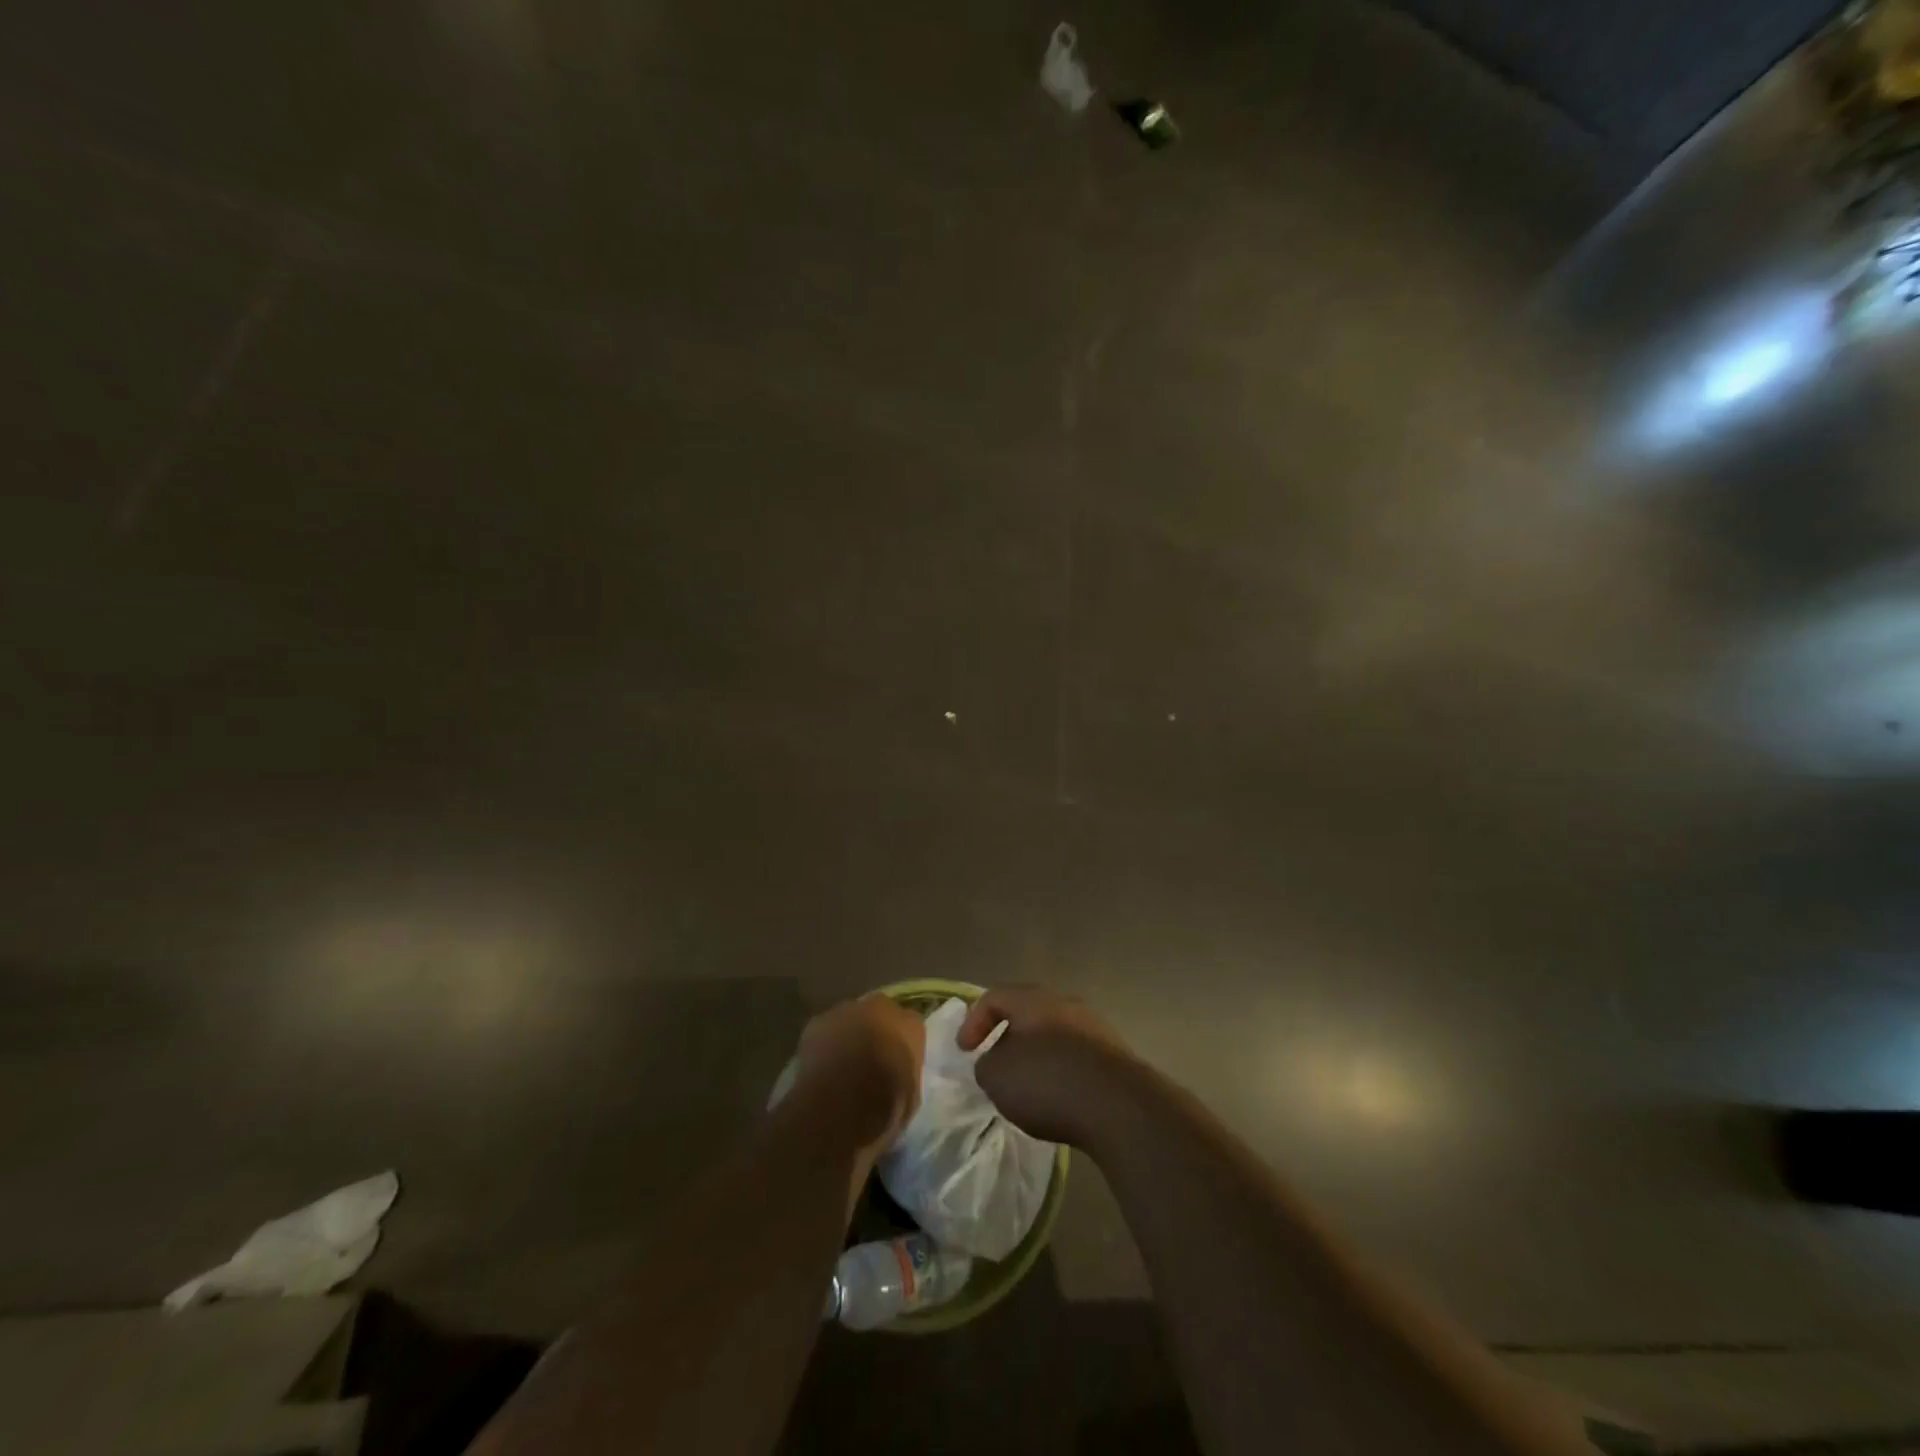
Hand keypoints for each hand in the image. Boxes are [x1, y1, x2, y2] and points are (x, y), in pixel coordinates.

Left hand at [792, 994, 925, 1157]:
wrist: (840, 1107)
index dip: (901, 1044)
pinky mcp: (817, 1022)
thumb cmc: (885, 1108)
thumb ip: (905, 1074)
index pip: (911, 1026)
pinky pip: (824, 1030)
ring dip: (847, 1034)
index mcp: (911, 1026)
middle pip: (880, 1013)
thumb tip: (897, 1076)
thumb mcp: (910, 1098)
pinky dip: (823, 1044)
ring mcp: (846, 1011)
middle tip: (868, 1059)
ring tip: (841, 1063)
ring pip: (849, 1018)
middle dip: (875, 1030)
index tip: (896, 1062)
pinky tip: (821, 1066)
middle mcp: (881, 1008)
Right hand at [958, 985, 1136, 1145]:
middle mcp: (1065, 1004)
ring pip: (1055, 1035)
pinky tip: (1058, 1099)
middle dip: (1009, 1038)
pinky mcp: (1115, 1057)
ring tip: (1027, 1087)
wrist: (1118, 1105)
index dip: (973, 1022)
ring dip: (1037, 1056)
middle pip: (1028, 1013)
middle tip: (997, 1064)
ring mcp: (1095, 1028)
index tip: (965, 1052)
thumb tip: (997, 1062)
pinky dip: (1061, 1072)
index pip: (994, 997)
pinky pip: (1077, 1057)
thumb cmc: (1046, 1080)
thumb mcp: (996, 1076)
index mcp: (1033, 1000)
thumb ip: (987, 1064)